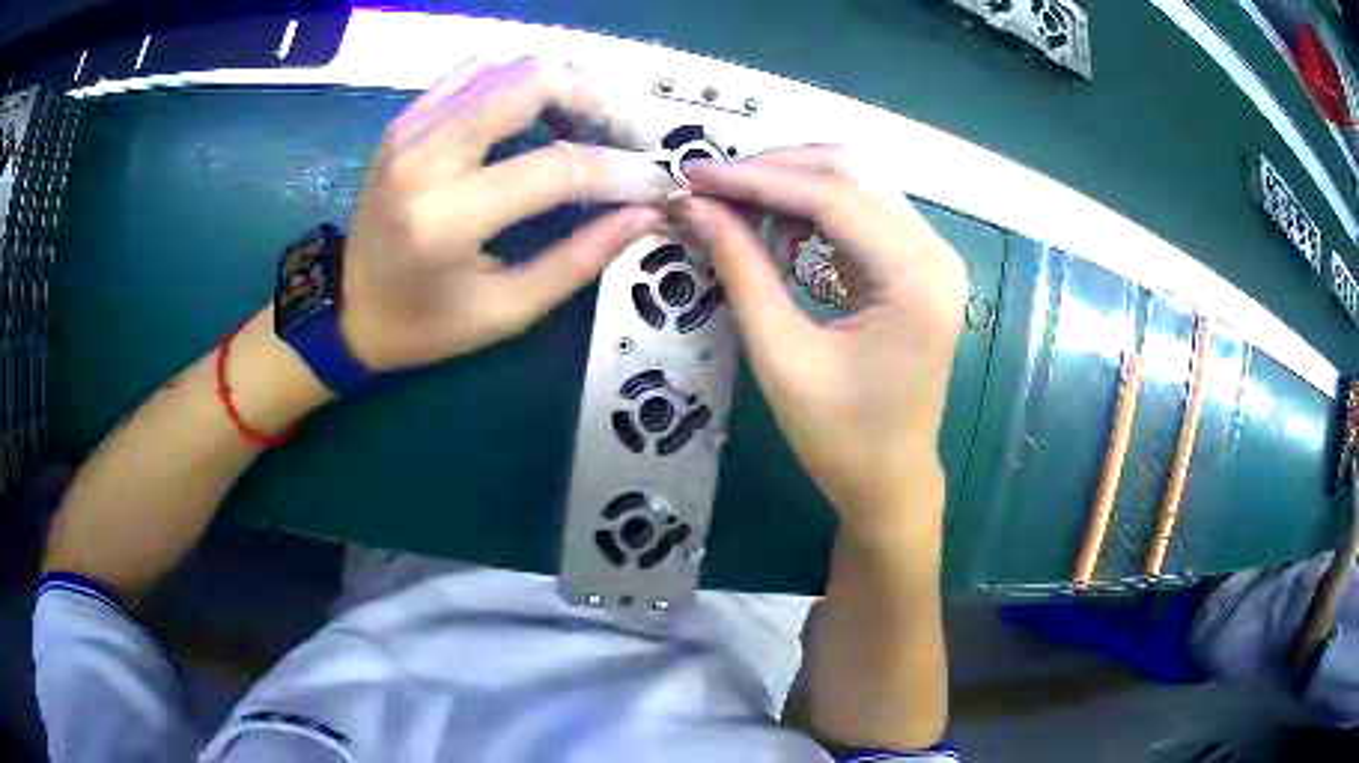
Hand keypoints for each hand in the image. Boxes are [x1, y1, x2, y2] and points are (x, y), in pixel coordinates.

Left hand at [340, 58, 671, 371]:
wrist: (346, 309)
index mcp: (447, 219)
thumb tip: (646, 215)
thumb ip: (580, 259)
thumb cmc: (423, 325)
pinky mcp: (406, 119)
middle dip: (597, 100)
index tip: (657, 182)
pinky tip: (534, 112)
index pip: (558, 167)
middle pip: (533, 82)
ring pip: (508, 66)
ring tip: (586, 123)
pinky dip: (517, 80)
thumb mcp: (505, 311)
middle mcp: (425, 158)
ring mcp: (411, 129)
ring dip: (562, 85)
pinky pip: (475, 71)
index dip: (622, 171)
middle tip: (625, 135)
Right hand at [676, 147, 966, 539]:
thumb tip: (695, 207)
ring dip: (791, 186)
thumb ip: (741, 269)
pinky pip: (860, 211)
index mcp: (916, 278)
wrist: (888, 480)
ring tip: (738, 217)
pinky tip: (778, 237)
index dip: (757, 178)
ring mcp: (930, 254)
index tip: (694, 175)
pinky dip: (812, 211)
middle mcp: (935, 251)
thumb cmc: (840, 437)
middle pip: (850, 170)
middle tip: (711, 189)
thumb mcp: (782, 355)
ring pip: (855, 182)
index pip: (833, 196)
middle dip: (774, 170)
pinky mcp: (916, 264)